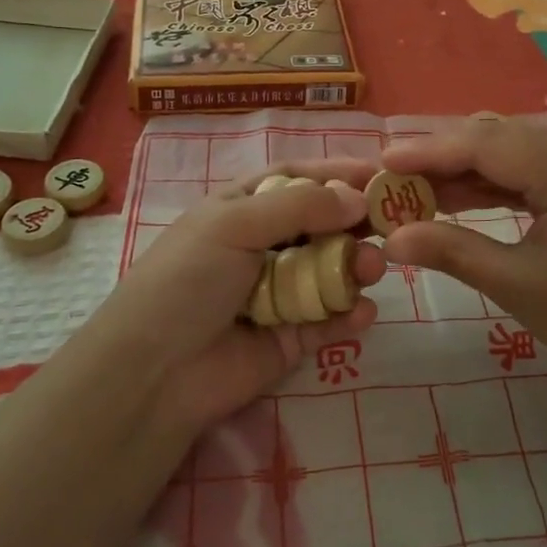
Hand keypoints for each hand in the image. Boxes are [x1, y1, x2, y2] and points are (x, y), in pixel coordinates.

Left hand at [87, 161, 386, 428]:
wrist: (154, 372)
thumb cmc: (188, 279)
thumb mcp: (234, 224)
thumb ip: (300, 206)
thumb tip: (357, 199)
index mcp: (243, 209)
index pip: (298, 180)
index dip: (337, 174)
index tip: (381, 174)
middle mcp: (264, 245)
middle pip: (322, 224)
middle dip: (356, 222)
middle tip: (392, 223)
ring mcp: (279, 292)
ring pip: (332, 270)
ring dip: (357, 266)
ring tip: (372, 269)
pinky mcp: (290, 337)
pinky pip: (329, 319)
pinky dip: (349, 314)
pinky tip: (362, 312)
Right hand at [380, 120, 546, 398]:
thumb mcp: (517, 286)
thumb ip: (452, 252)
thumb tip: (391, 237)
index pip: (486, 144)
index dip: (430, 150)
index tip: (383, 161)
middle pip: (495, 136)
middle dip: (440, 155)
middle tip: (391, 177)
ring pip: (506, 147)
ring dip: (460, 166)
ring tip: (412, 188)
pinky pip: (523, 166)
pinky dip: (486, 180)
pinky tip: (452, 196)